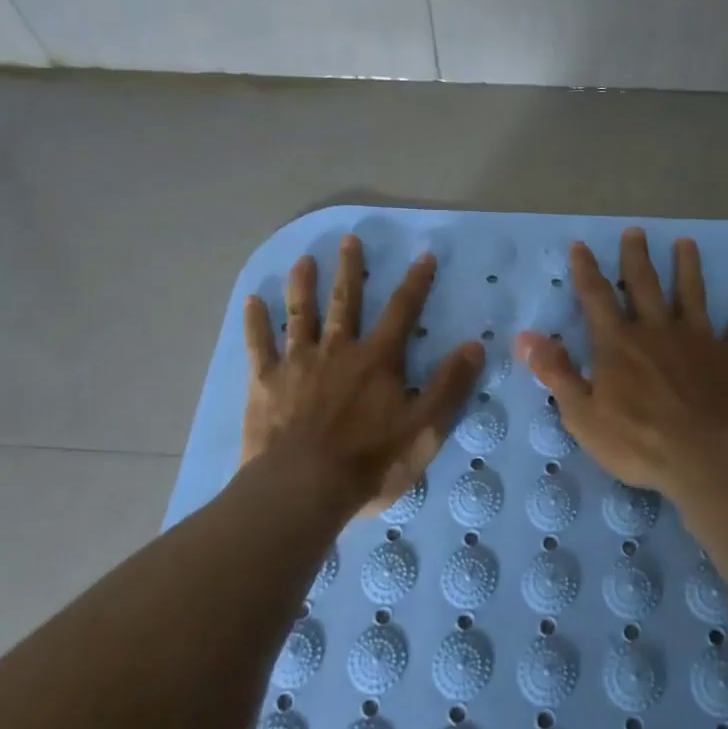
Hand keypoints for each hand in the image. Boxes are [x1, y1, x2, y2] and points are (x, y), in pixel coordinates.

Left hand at [243, 235, 481, 516]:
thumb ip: (450, 386)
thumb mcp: (425, 429)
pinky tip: (252, 301)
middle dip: (350, 270)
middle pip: (345, 302)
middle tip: (349, 240)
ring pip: (301, 315)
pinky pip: (260, 345)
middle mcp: (338, 351)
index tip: (423, 255)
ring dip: (303, 285)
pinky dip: (256, 322)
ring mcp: (298, 364)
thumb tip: (475, 344)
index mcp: (377, 360)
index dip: (416, 283)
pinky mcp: (265, 383)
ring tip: (303, 259)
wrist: (303, 488)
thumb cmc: (370, 463)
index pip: (403, 312)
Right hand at [514, 228, 727, 505]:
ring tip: (687, 243)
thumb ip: (556, 372)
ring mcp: (699, 342)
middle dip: (637, 258)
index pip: (596, 298)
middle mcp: (657, 331)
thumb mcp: (583, 414)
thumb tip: (525, 336)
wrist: (709, 462)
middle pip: (645, 286)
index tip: (581, 246)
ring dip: (688, 268)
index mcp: (619, 344)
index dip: (586, 271)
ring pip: (692, 295)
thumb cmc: (639, 443)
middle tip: (636, 232)